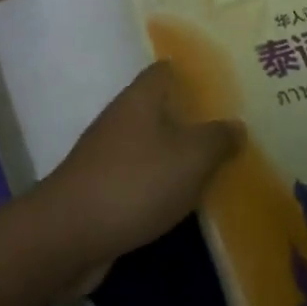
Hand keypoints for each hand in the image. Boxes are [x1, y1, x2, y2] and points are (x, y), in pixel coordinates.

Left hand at [37, 62, 244, 272]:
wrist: (70, 234)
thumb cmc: (136, 182)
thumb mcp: (191, 157)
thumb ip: (217, 139)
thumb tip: (236, 125)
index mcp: (139, 99)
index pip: (166, 71)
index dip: (193, 73)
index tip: (224, 83)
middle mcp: (121, 119)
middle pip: (159, 108)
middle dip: (191, 117)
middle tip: (231, 129)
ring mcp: (107, 155)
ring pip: (151, 144)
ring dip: (177, 154)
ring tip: (216, 165)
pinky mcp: (102, 189)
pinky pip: (140, 177)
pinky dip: (161, 184)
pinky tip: (184, 200)